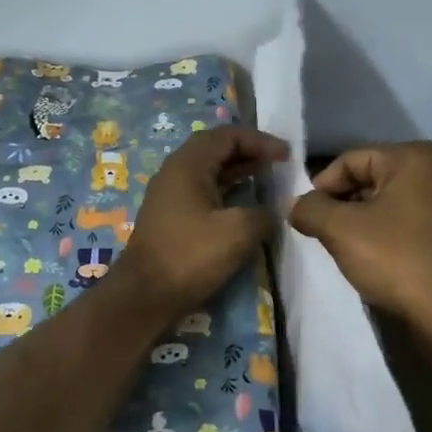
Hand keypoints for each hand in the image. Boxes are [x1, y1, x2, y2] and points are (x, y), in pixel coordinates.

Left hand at [118, 127, 286, 318]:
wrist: (144, 295)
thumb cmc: (190, 255)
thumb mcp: (238, 232)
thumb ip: (263, 214)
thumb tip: (271, 213)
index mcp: (188, 164)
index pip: (227, 136)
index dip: (260, 140)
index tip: (286, 155)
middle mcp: (175, 172)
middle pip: (215, 149)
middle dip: (248, 152)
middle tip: (277, 163)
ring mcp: (170, 195)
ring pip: (209, 171)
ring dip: (238, 171)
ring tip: (266, 178)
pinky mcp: (171, 217)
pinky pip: (203, 191)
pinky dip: (226, 191)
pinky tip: (244, 205)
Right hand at [288, 141, 431, 328]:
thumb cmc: (397, 259)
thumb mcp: (340, 230)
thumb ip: (310, 209)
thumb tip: (296, 205)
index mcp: (415, 158)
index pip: (351, 160)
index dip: (321, 186)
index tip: (306, 216)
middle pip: (372, 179)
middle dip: (343, 205)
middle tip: (322, 234)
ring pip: (390, 205)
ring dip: (363, 223)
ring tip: (346, 250)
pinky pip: (410, 226)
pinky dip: (388, 238)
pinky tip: (376, 263)